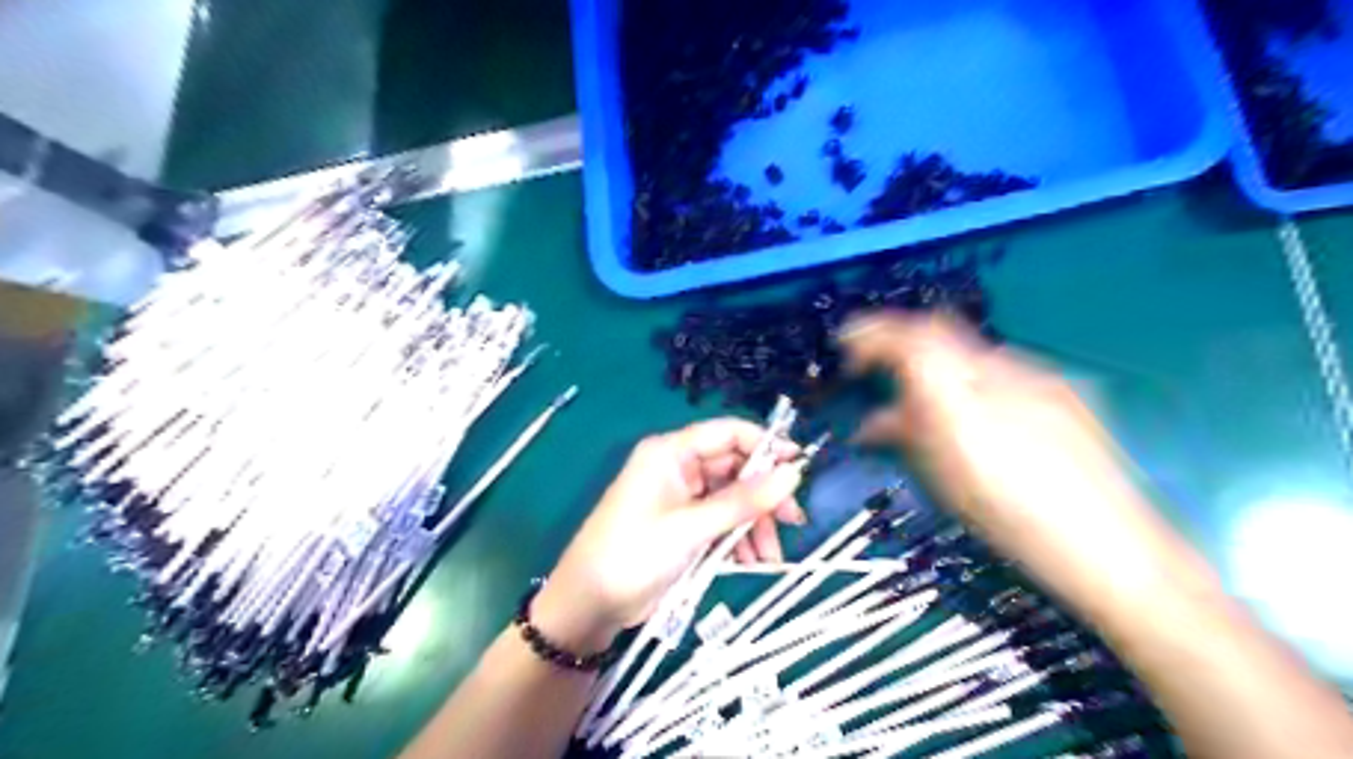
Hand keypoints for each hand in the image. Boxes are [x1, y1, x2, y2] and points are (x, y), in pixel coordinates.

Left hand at [528, 418, 800, 649]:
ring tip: (768, 557)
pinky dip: (738, 540)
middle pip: (735, 469)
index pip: (728, 433)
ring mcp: (681, 498)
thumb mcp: (692, 527)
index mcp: (671, 453)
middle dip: (763, 496)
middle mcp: (678, 468)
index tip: (800, 467)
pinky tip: (750, 563)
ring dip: (753, 524)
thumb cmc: (634, 554)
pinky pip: (721, 522)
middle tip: (792, 521)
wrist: (588, 604)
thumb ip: (743, 501)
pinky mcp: (683, 526)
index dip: (766, 445)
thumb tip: (794, 473)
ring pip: (732, 499)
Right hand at [841, 314, 1198, 615]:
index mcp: (964, 394)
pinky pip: (997, 369)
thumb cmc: (1013, 520)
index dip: (872, 332)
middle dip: (898, 343)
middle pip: (938, 332)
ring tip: (919, 403)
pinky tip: (971, 416)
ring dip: (932, 365)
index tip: (845, 344)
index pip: (910, 335)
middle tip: (872, 369)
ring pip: (966, 352)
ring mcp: (1036, 374)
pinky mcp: (1062, 388)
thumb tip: (878, 417)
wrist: (1114, 547)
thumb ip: (909, 431)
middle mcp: (1000, 368)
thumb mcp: (944, 475)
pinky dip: (967, 379)